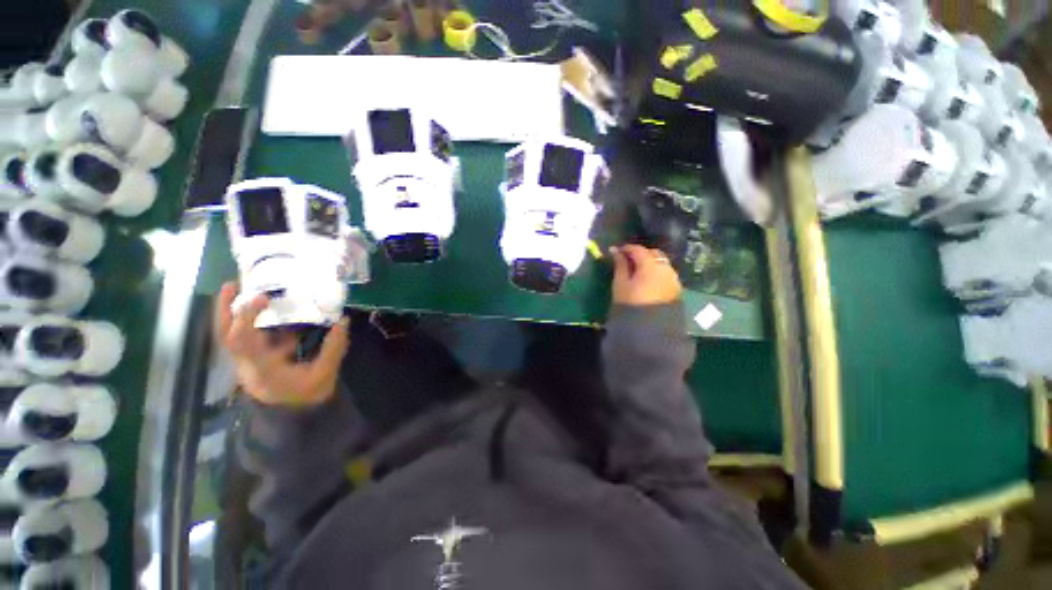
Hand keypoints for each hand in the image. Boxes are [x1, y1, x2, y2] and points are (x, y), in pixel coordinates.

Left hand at [215, 282, 349, 407]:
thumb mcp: (325, 372)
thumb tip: (343, 320)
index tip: (264, 297)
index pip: (243, 340)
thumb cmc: (309, 397)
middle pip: (226, 336)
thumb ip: (334, 346)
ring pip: (234, 337)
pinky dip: (258, 325)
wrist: (297, 420)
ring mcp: (249, 365)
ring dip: (238, 314)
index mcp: (262, 368)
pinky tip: (278, 317)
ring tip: (253, 293)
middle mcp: (247, 365)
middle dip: (225, 309)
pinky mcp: (257, 364)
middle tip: (233, 284)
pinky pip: (251, 340)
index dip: (247, 315)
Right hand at [610, 245, 681, 306]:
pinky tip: (649, 281)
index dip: (627, 248)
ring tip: (638, 271)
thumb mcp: (620, 284)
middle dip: (641, 254)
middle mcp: (665, 268)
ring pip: (662, 263)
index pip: (639, 249)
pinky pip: (666, 274)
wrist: (649, 328)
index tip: (617, 251)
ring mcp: (673, 278)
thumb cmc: (630, 304)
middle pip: (654, 253)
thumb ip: (620, 265)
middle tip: (628, 260)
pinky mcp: (677, 289)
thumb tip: (616, 251)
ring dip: (650, 263)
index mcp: (650, 265)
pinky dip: (657, 273)